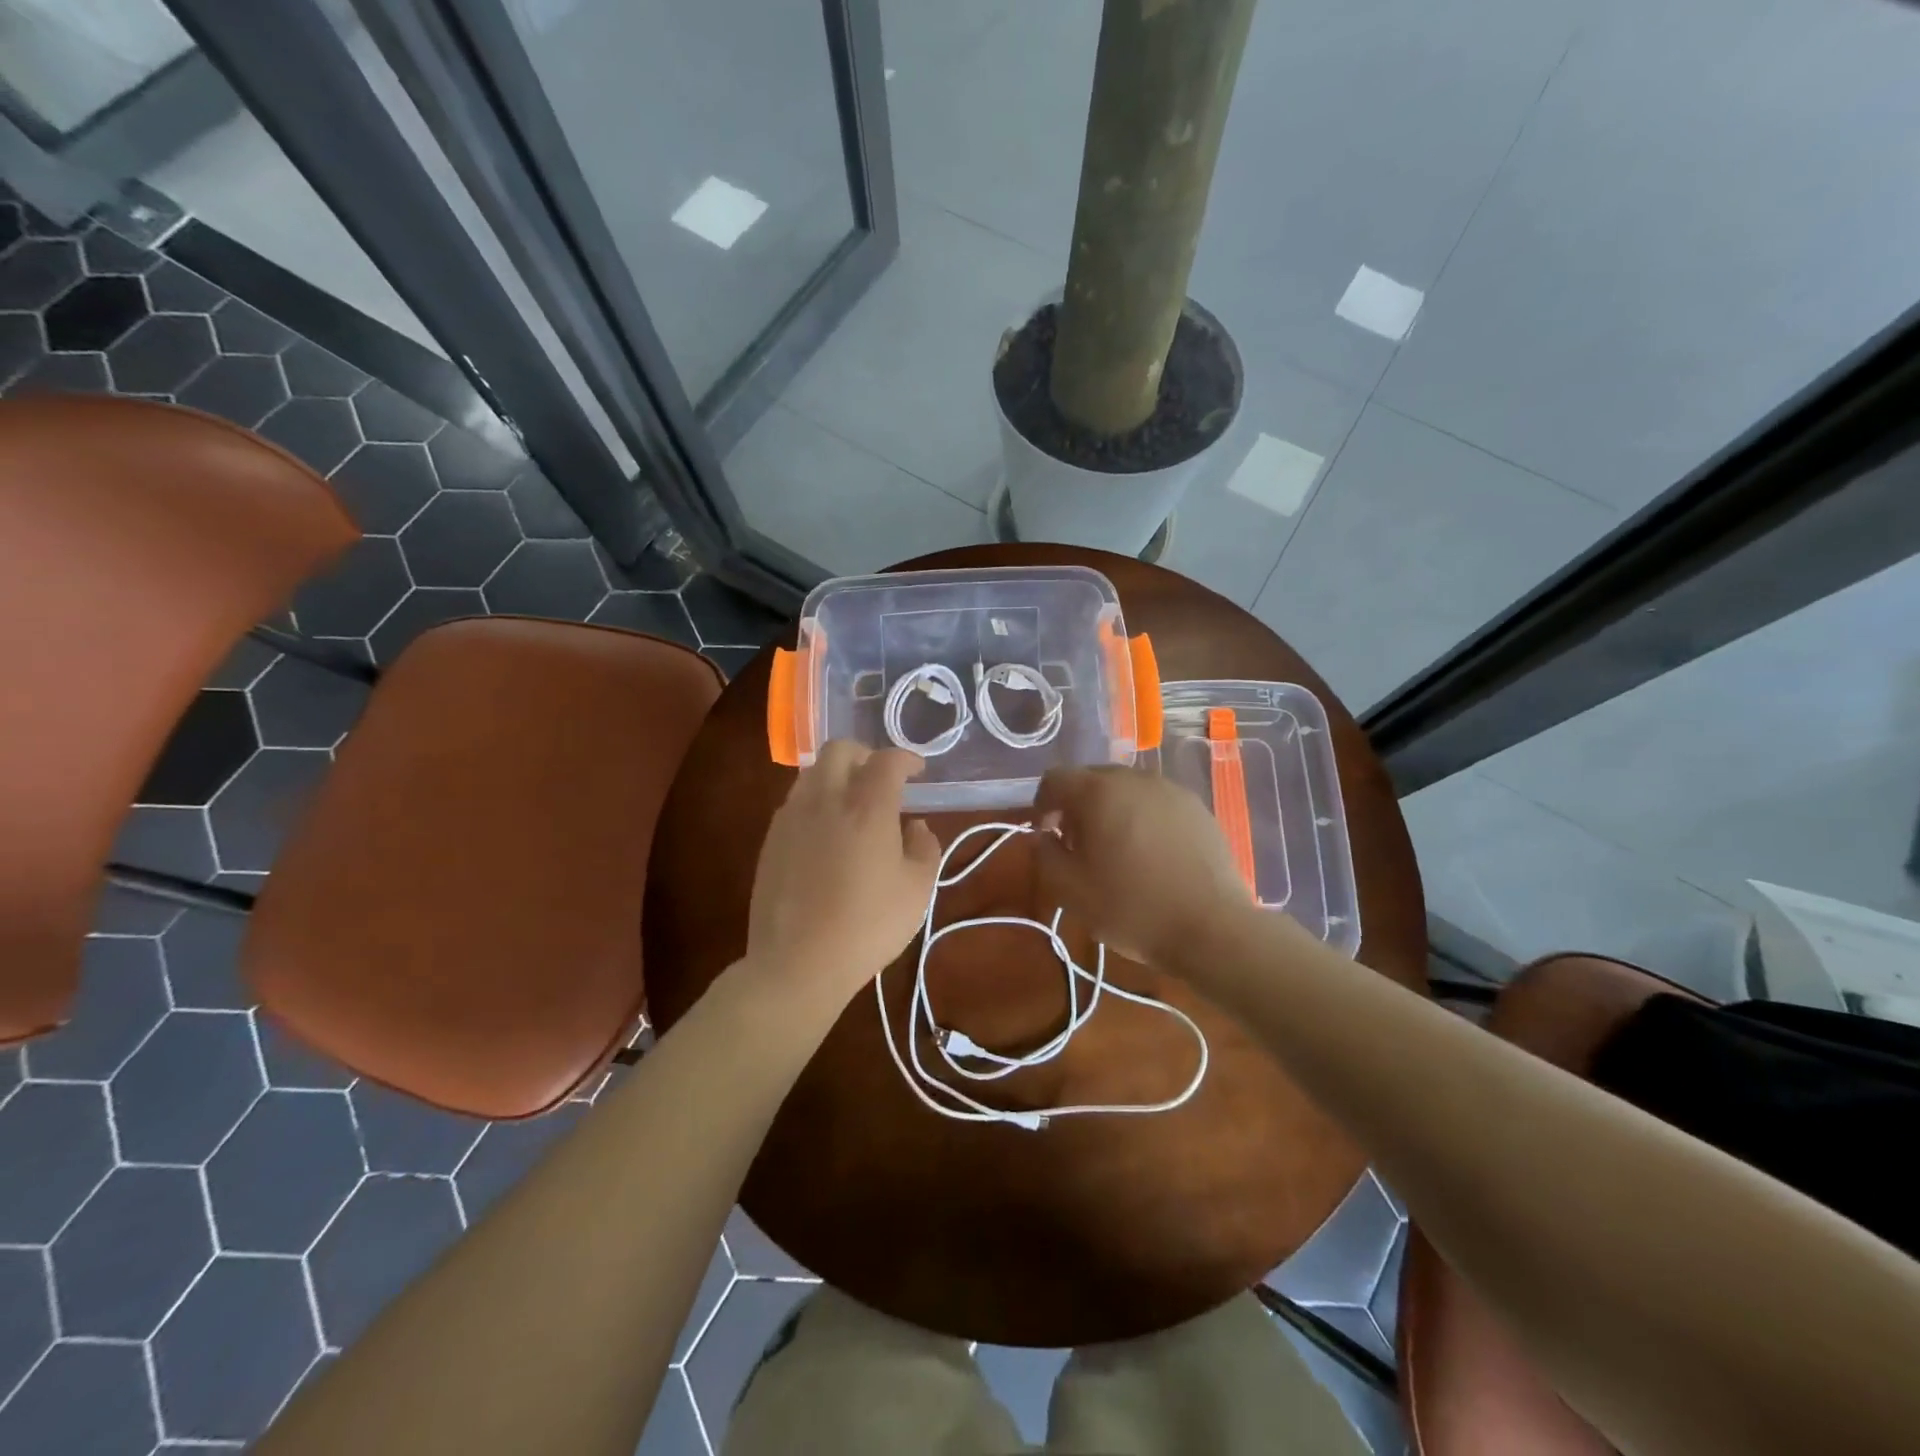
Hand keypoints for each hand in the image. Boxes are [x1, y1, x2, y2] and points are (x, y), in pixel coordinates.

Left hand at [745, 741, 940, 1010]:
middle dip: (865, 755)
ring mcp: (791, 817)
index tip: (918, 770)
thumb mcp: (917, 890)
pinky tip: (827, 833)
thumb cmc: (868, 926)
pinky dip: (817, 801)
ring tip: (853, 804)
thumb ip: (925, 848)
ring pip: (812, 773)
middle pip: (839, 750)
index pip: (886, 761)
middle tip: (882, 778)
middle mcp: (825, 799)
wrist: (797, 963)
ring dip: (837, 776)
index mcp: (866, 806)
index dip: (906, 758)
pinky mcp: (770, 840)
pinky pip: (796, 802)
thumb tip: (915, 827)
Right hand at [1033, 766, 1254, 969]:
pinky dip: (1143, 818)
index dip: (1042, 804)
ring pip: (1126, 789)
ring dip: (1111, 810)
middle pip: (1092, 779)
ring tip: (1116, 850)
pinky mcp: (1197, 807)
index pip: (1055, 779)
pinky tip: (1151, 854)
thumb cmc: (1133, 908)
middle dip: (1077, 806)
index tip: (1046, 835)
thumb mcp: (1070, 890)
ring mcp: (1171, 790)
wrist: (1212, 928)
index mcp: (1098, 792)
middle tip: (1078, 845)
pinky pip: (1156, 803)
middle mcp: (1134, 779)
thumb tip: (1045, 836)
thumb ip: (1045, 854)